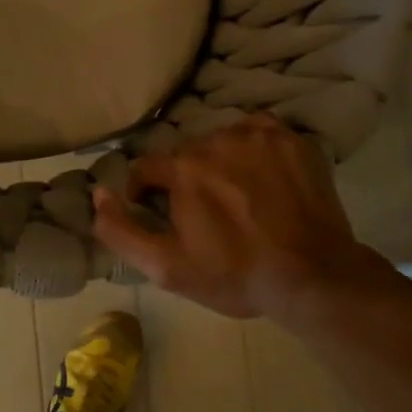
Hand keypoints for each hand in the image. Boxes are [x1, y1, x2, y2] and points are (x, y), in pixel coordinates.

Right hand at [91, 114, 388, 322]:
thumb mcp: (166, 267)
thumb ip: (121, 230)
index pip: (146, 168)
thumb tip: (97, 194)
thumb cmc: (235, 275)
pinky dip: (253, 151)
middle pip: (185, 155)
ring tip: (237, 199)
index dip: (144, 194)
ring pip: (221, 142)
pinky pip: (258, 134)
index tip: (158, 217)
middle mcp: (217, 139)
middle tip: (203, 215)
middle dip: (185, 180)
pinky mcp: (293, 140)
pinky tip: (262, 179)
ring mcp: (260, 135)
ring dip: (219, 164)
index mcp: (183, 168)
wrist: (314, 277)